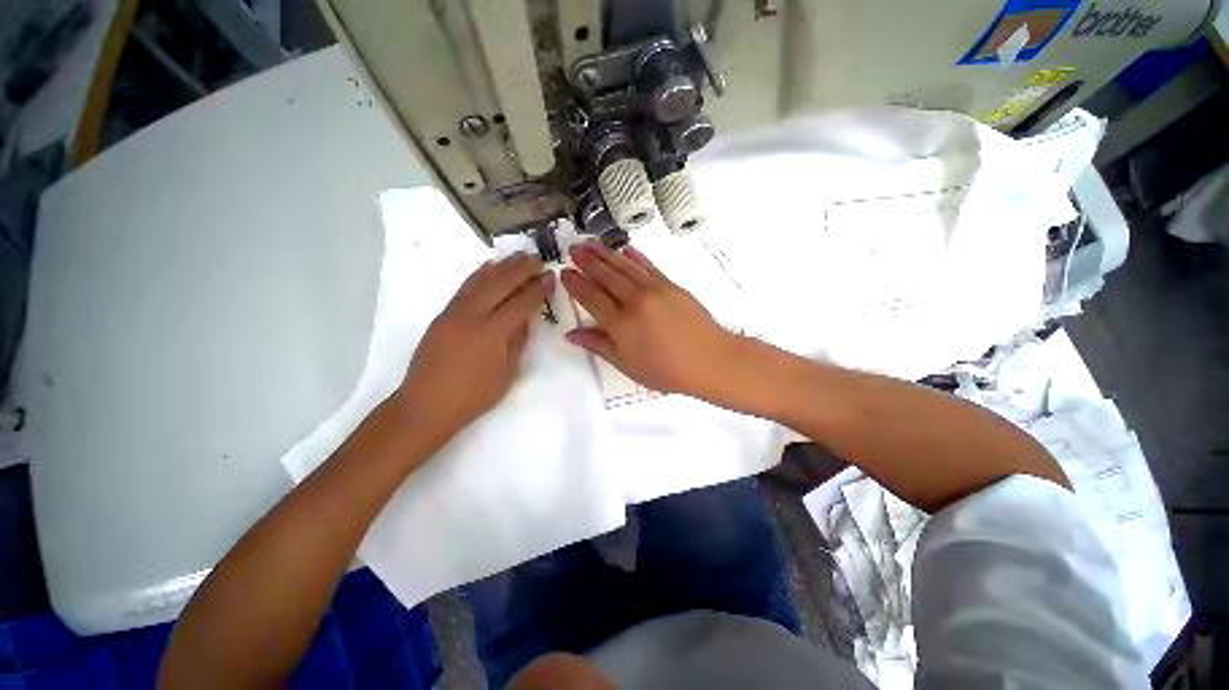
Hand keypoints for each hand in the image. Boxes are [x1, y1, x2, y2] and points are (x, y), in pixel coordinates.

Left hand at [394, 254, 552, 444]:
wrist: (426, 405)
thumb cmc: (473, 395)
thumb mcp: (507, 372)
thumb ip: (518, 340)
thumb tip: (526, 317)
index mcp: (493, 332)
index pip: (521, 302)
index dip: (538, 289)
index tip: (550, 277)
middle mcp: (473, 315)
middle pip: (501, 284)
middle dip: (522, 269)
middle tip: (538, 260)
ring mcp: (454, 313)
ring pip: (481, 281)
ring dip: (502, 266)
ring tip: (519, 256)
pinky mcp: (443, 315)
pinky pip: (465, 288)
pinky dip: (479, 274)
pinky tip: (489, 266)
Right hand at [561, 240, 742, 399]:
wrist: (709, 360)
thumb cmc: (665, 370)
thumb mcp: (627, 365)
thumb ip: (598, 345)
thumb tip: (570, 334)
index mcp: (620, 323)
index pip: (591, 297)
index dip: (576, 284)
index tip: (564, 272)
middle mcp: (634, 300)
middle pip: (605, 276)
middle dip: (586, 261)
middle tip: (573, 248)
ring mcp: (654, 289)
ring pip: (624, 266)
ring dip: (605, 253)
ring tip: (590, 243)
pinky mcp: (671, 284)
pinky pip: (648, 266)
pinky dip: (635, 256)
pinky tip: (625, 249)